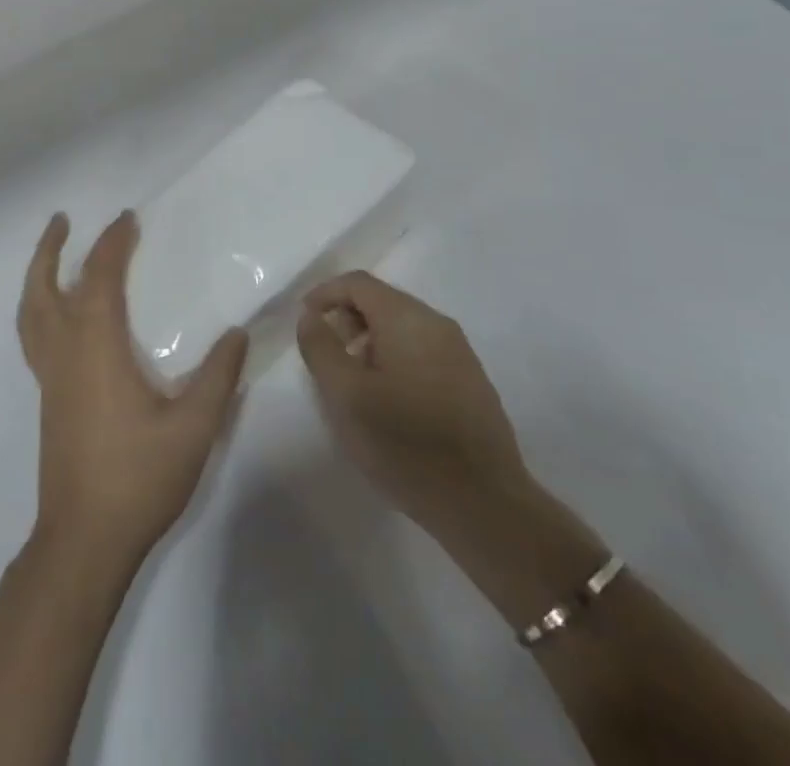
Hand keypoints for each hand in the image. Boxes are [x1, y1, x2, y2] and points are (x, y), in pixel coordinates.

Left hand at [18, 211, 248, 567]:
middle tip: (62, 220)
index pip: (99, 278)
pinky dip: (40, 308)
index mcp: (96, 347)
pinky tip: (62, 317)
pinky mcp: (48, 399)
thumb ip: (217, 377)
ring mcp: (50, 377)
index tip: (128, 219)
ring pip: (31, 313)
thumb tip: (237, 332)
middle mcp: (65, 352)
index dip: (112, 244)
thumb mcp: (193, 428)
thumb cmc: (138, 478)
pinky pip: (35, 336)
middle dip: (51, 249)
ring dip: (37, 277)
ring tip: (50, 255)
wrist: (83, 540)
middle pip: (44, 288)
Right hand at [296, 272, 527, 537]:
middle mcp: (437, 324)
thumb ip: (321, 347)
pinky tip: (388, 402)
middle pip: (382, 301)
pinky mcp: (470, 381)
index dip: (325, 294)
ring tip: (354, 384)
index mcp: (407, 318)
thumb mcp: (346, 396)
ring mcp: (459, 352)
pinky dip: (395, 359)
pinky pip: (422, 351)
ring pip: (402, 327)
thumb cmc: (405, 445)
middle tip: (326, 356)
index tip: (304, 321)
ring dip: (370, 341)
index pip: (358, 283)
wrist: (485, 505)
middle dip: (347, 319)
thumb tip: (311, 316)